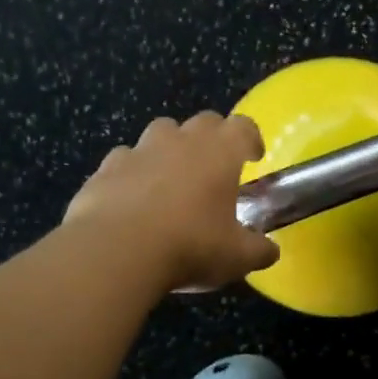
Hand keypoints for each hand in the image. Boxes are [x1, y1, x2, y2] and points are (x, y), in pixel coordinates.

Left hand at [64, 112, 280, 290]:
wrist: (117, 251)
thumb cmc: (190, 246)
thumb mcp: (238, 257)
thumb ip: (259, 250)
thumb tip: (271, 251)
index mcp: (220, 152)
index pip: (243, 126)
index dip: (251, 138)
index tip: (253, 157)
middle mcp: (181, 140)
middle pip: (203, 121)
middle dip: (213, 138)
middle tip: (215, 169)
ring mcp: (140, 149)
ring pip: (161, 132)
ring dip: (171, 148)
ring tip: (172, 180)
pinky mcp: (106, 168)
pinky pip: (125, 159)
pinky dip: (133, 172)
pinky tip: (132, 198)